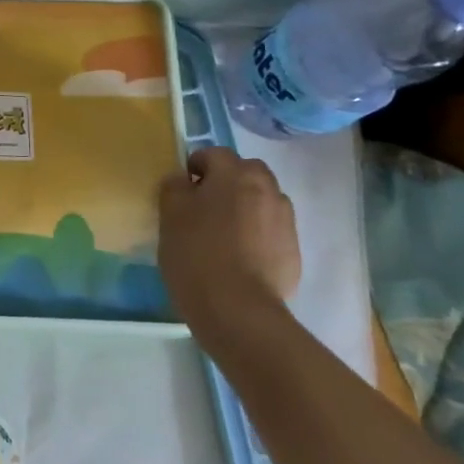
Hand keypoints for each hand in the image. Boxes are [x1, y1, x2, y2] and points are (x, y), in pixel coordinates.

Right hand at [158, 147, 301, 343]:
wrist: (238, 310)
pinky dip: (256, 232)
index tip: (182, 189)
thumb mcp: (170, 215)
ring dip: (245, 205)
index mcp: (235, 175)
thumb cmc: (196, 253)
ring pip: (262, 199)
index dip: (195, 166)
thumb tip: (183, 179)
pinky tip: (239, 256)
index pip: (214, 153)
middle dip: (226, 181)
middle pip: (246, 172)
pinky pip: (271, 228)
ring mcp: (285, 220)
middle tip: (204, 206)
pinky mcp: (293, 250)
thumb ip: (174, 187)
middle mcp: (267, 189)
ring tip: (223, 233)